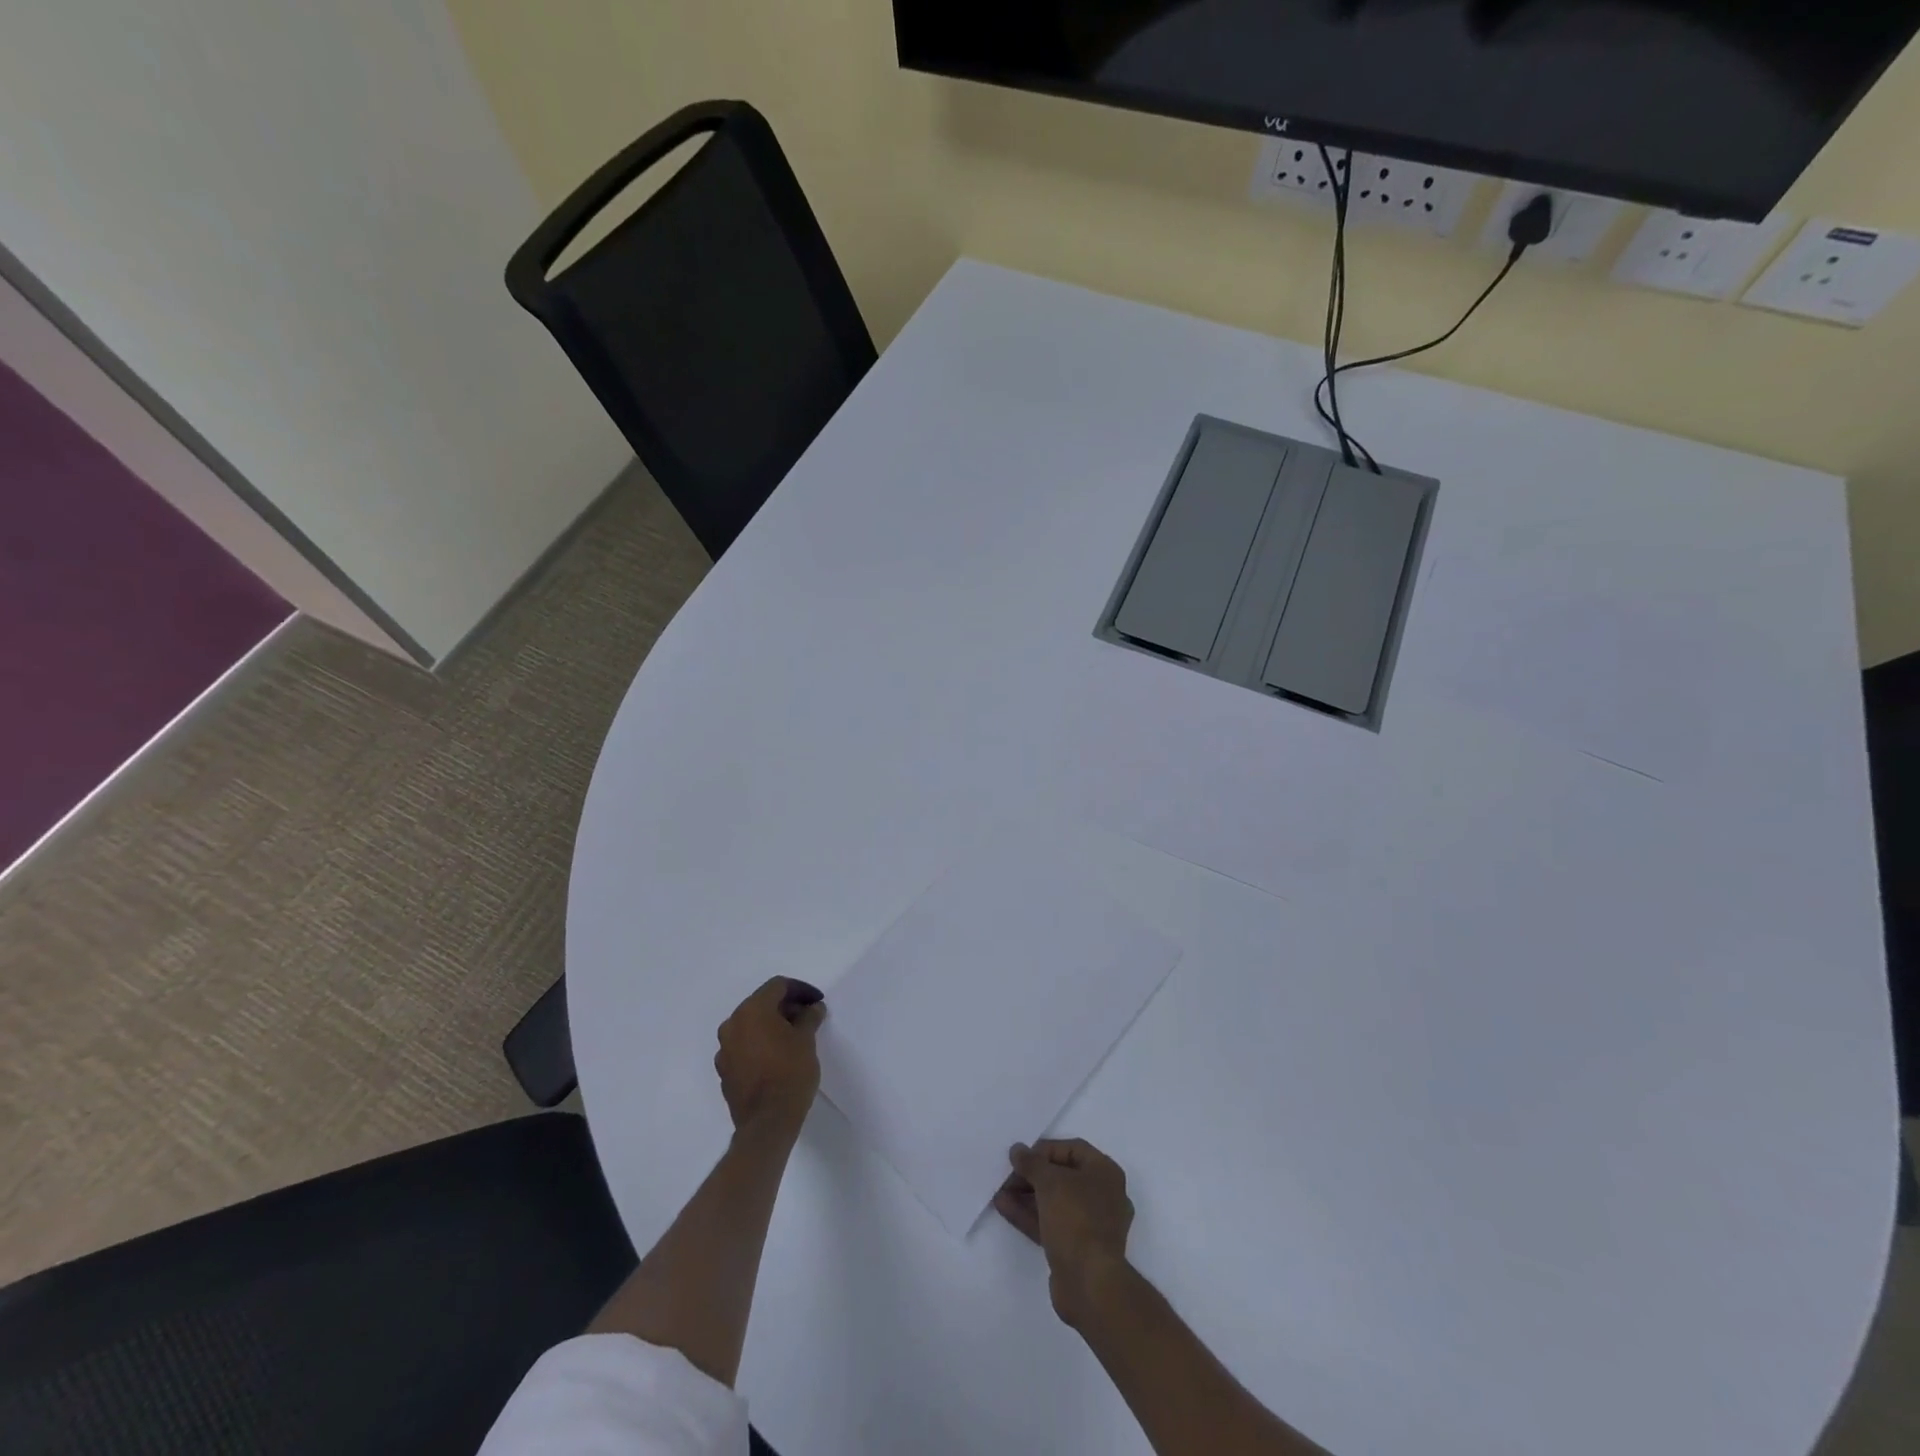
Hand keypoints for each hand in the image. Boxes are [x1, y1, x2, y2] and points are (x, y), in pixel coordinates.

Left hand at [715, 978, 824, 1134]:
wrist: (767, 1123)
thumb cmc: (790, 1073)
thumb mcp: (807, 1040)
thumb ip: (809, 1017)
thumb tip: (812, 1008)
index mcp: (752, 1010)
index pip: (777, 986)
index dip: (800, 990)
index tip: (817, 1002)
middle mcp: (732, 1024)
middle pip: (761, 1004)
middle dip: (786, 1007)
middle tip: (808, 1018)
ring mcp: (724, 1049)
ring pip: (751, 1026)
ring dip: (771, 1025)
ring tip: (794, 1037)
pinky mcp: (724, 1071)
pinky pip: (744, 1046)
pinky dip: (760, 1044)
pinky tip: (777, 1057)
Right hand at [994, 1138, 1134, 1327]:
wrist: (1090, 1284)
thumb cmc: (1076, 1219)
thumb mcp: (1050, 1182)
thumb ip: (1031, 1163)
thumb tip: (1018, 1150)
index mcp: (1105, 1173)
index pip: (1072, 1149)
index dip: (1045, 1150)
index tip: (1021, 1156)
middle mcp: (1103, 1195)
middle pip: (1063, 1176)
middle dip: (1033, 1175)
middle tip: (1007, 1176)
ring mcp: (1091, 1225)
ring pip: (1055, 1202)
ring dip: (1027, 1196)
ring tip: (1000, 1192)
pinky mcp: (1078, 1249)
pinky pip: (1052, 1223)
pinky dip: (1030, 1215)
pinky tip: (1004, 1208)